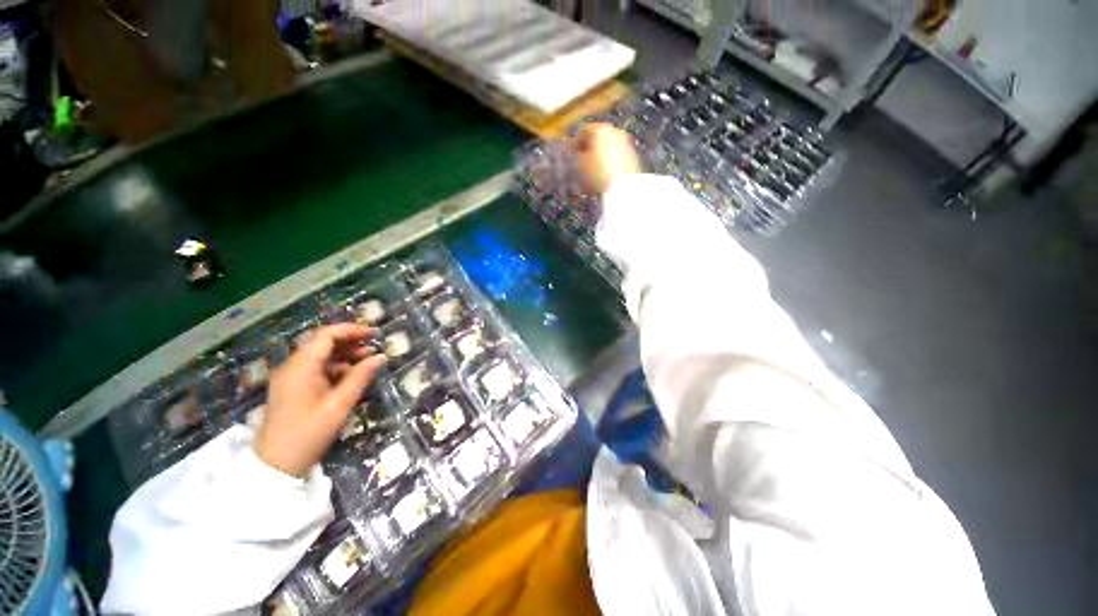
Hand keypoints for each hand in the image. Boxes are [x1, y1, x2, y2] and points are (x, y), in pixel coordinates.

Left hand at [255, 324, 385, 477]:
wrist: (275, 465)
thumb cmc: (308, 434)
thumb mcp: (340, 405)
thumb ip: (360, 377)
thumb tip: (380, 357)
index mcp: (301, 367)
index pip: (326, 335)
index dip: (351, 330)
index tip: (374, 333)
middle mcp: (293, 367)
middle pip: (322, 342)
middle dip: (350, 340)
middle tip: (374, 345)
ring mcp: (290, 378)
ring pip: (320, 355)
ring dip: (344, 354)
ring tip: (368, 360)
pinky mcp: (292, 388)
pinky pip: (316, 368)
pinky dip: (335, 367)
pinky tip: (352, 376)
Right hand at [573, 123, 640, 194]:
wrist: (622, 188)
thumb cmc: (597, 174)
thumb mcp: (579, 164)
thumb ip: (576, 155)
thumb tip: (576, 152)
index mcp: (601, 129)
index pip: (583, 130)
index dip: (574, 143)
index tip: (569, 153)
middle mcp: (616, 132)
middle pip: (598, 138)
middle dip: (589, 149)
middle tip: (580, 161)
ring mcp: (626, 145)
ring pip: (608, 147)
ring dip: (599, 157)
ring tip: (592, 171)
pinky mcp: (632, 159)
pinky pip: (616, 158)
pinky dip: (609, 163)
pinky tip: (603, 176)